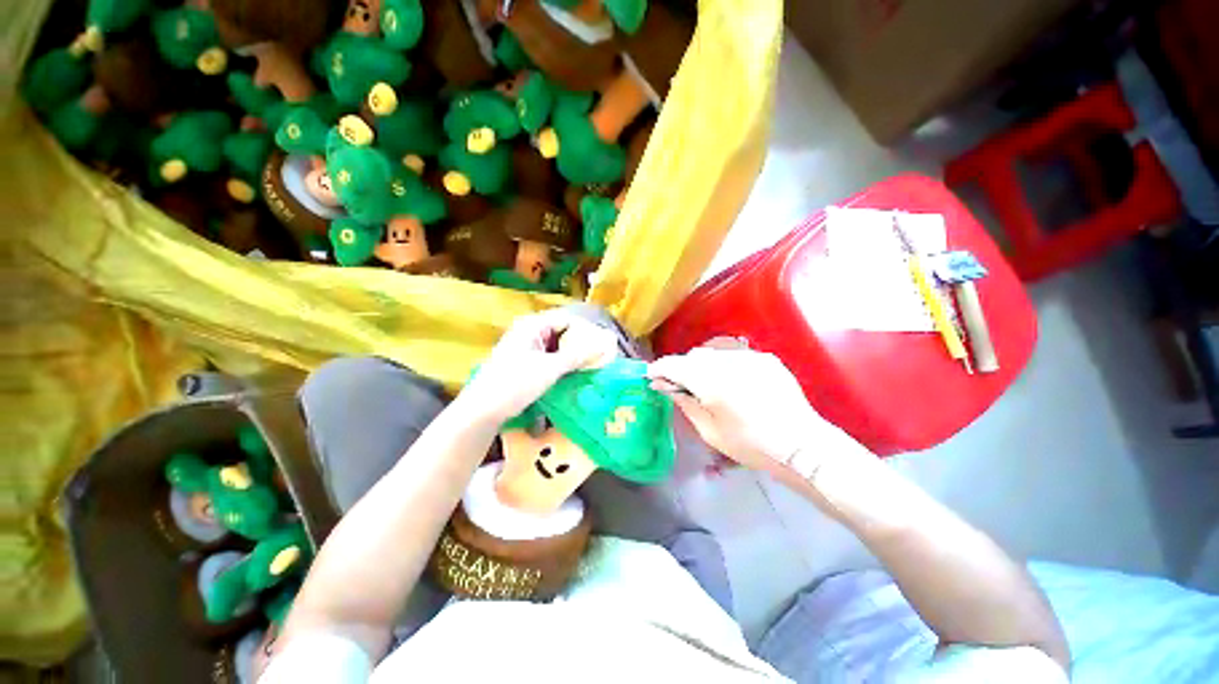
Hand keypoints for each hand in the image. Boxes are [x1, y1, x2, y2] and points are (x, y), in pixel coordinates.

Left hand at [459, 310, 619, 423]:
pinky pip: (548, 357)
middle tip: (598, 357)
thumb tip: (604, 344)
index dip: (586, 330)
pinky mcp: (523, 362)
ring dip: (571, 355)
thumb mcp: (550, 368)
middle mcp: (528, 332)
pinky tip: (572, 374)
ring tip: (589, 366)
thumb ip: (578, 355)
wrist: (483, 410)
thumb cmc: (516, 383)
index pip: (567, 319)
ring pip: (555, 346)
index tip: (603, 344)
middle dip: (580, 343)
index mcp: (532, 325)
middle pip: (561, 331)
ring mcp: (525, 347)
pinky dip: (561, 363)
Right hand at [648, 345, 870, 476]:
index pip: (673, 364)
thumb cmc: (750, 444)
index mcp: (709, 380)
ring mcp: (748, 356)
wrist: (801, 445)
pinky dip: (725, 364)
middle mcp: (726, 360)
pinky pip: (735, 354)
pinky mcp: (765, 358)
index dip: (659, 369)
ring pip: (714, 351)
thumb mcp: (709, 430)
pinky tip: (733, 382)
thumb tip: (665, 386)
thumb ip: (685, 402)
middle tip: (682, 386)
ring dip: (704, 364)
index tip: (652, 377)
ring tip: (708, 383)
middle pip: (693, 356)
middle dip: (683, 368)